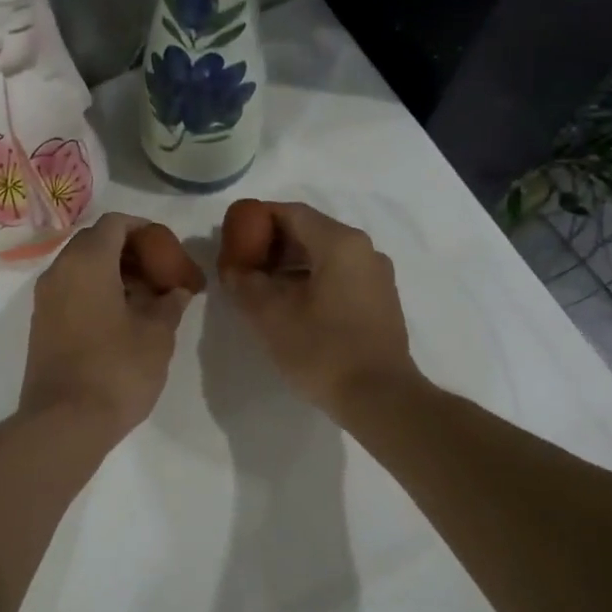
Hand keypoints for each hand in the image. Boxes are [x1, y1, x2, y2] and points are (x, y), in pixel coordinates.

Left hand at [19, 213, 204, 440]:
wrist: (64, 422)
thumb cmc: (117, 369)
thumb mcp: (157, 334)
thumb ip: (169, 303)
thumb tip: (176, 292)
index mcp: (86, 262)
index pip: (116, 223)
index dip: (146, 230)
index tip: (169, 250)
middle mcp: (59, 271)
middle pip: (96, 242)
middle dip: (131, 252)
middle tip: (162, 274)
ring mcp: (45, 299)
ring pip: (83, 268)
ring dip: (116, 273)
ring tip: (149, 299)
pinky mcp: (42, 324)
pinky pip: (72, 291)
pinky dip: (99, 292)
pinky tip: (125, 319)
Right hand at [218, 200, 419, 414]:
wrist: (380, 398)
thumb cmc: (322, 350)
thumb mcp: (270, 316)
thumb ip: (244, 283)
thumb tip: (234, 269)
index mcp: (340, 243)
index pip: (290, 212)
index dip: (256, 220)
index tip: (231, 238)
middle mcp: (364, 250)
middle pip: (309, 232)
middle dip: (271, 245)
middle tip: (241, 266)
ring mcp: (377, 275)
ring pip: (324, 256)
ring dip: (289, 266)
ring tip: (261, 289)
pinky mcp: (380, 300)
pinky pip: (339, 276)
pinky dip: (311, 281)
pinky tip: (291, 307)